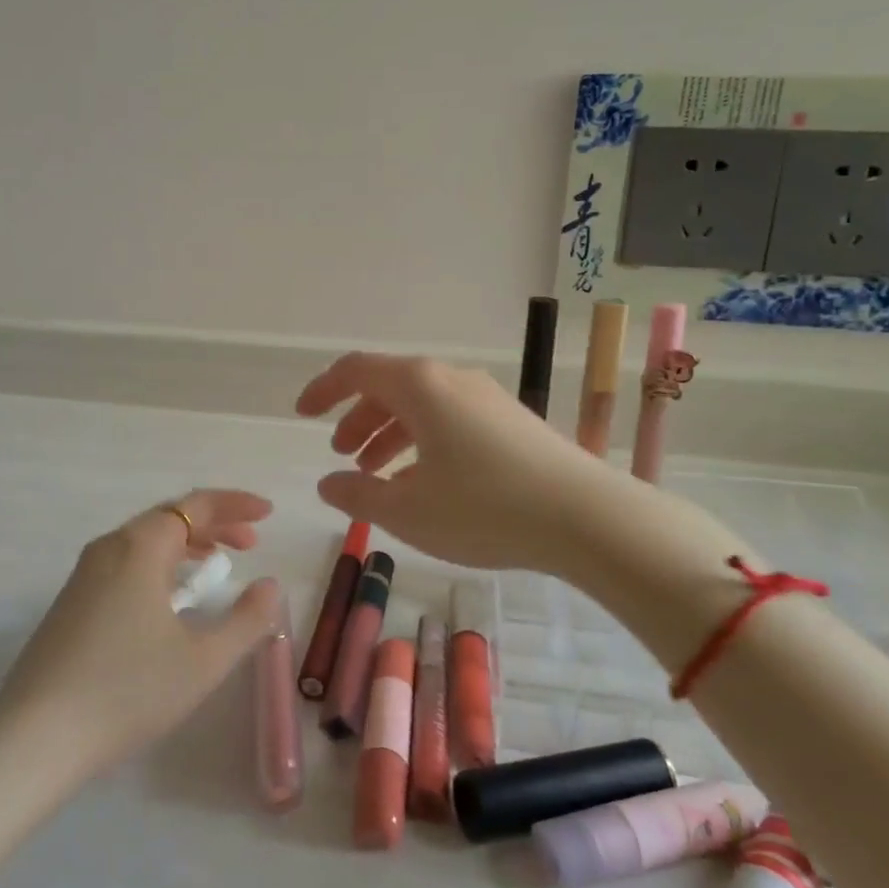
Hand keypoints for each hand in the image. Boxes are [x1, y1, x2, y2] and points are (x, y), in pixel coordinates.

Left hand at [0, 490, 280, 776]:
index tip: (268, 513)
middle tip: (250, 543)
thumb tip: (270, 587)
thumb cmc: (128, 691)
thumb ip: (247, 620)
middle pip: (169, 517)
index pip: (196, 505)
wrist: (35, 737)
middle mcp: (110, 548)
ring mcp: (85, 574)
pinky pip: (126, 562)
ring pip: (145, 540)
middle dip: (214, 524)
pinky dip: (160, 563)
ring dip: (186, 544)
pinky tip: (170, 597)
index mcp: (140, 547)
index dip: (235, 504)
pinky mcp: (72, 601)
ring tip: (215, 564)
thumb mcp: (203, 660)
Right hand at [295, 352, 605, 571]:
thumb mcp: (407, 510)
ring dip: (390, 432)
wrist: (586, 517)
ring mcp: (486, 397)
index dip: (323, 389)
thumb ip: (358, 493)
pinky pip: (450, 419)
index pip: (356, 370)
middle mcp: (451, 379)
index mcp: (419, 386)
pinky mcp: (511, 420)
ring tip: (376, 473)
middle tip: (342, 455)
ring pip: (421, 405)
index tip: (302, 415)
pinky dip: (423, 441)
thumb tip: (328, 481)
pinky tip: (426, 482)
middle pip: (389, 386)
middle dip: (357, 418)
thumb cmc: (484, 508)